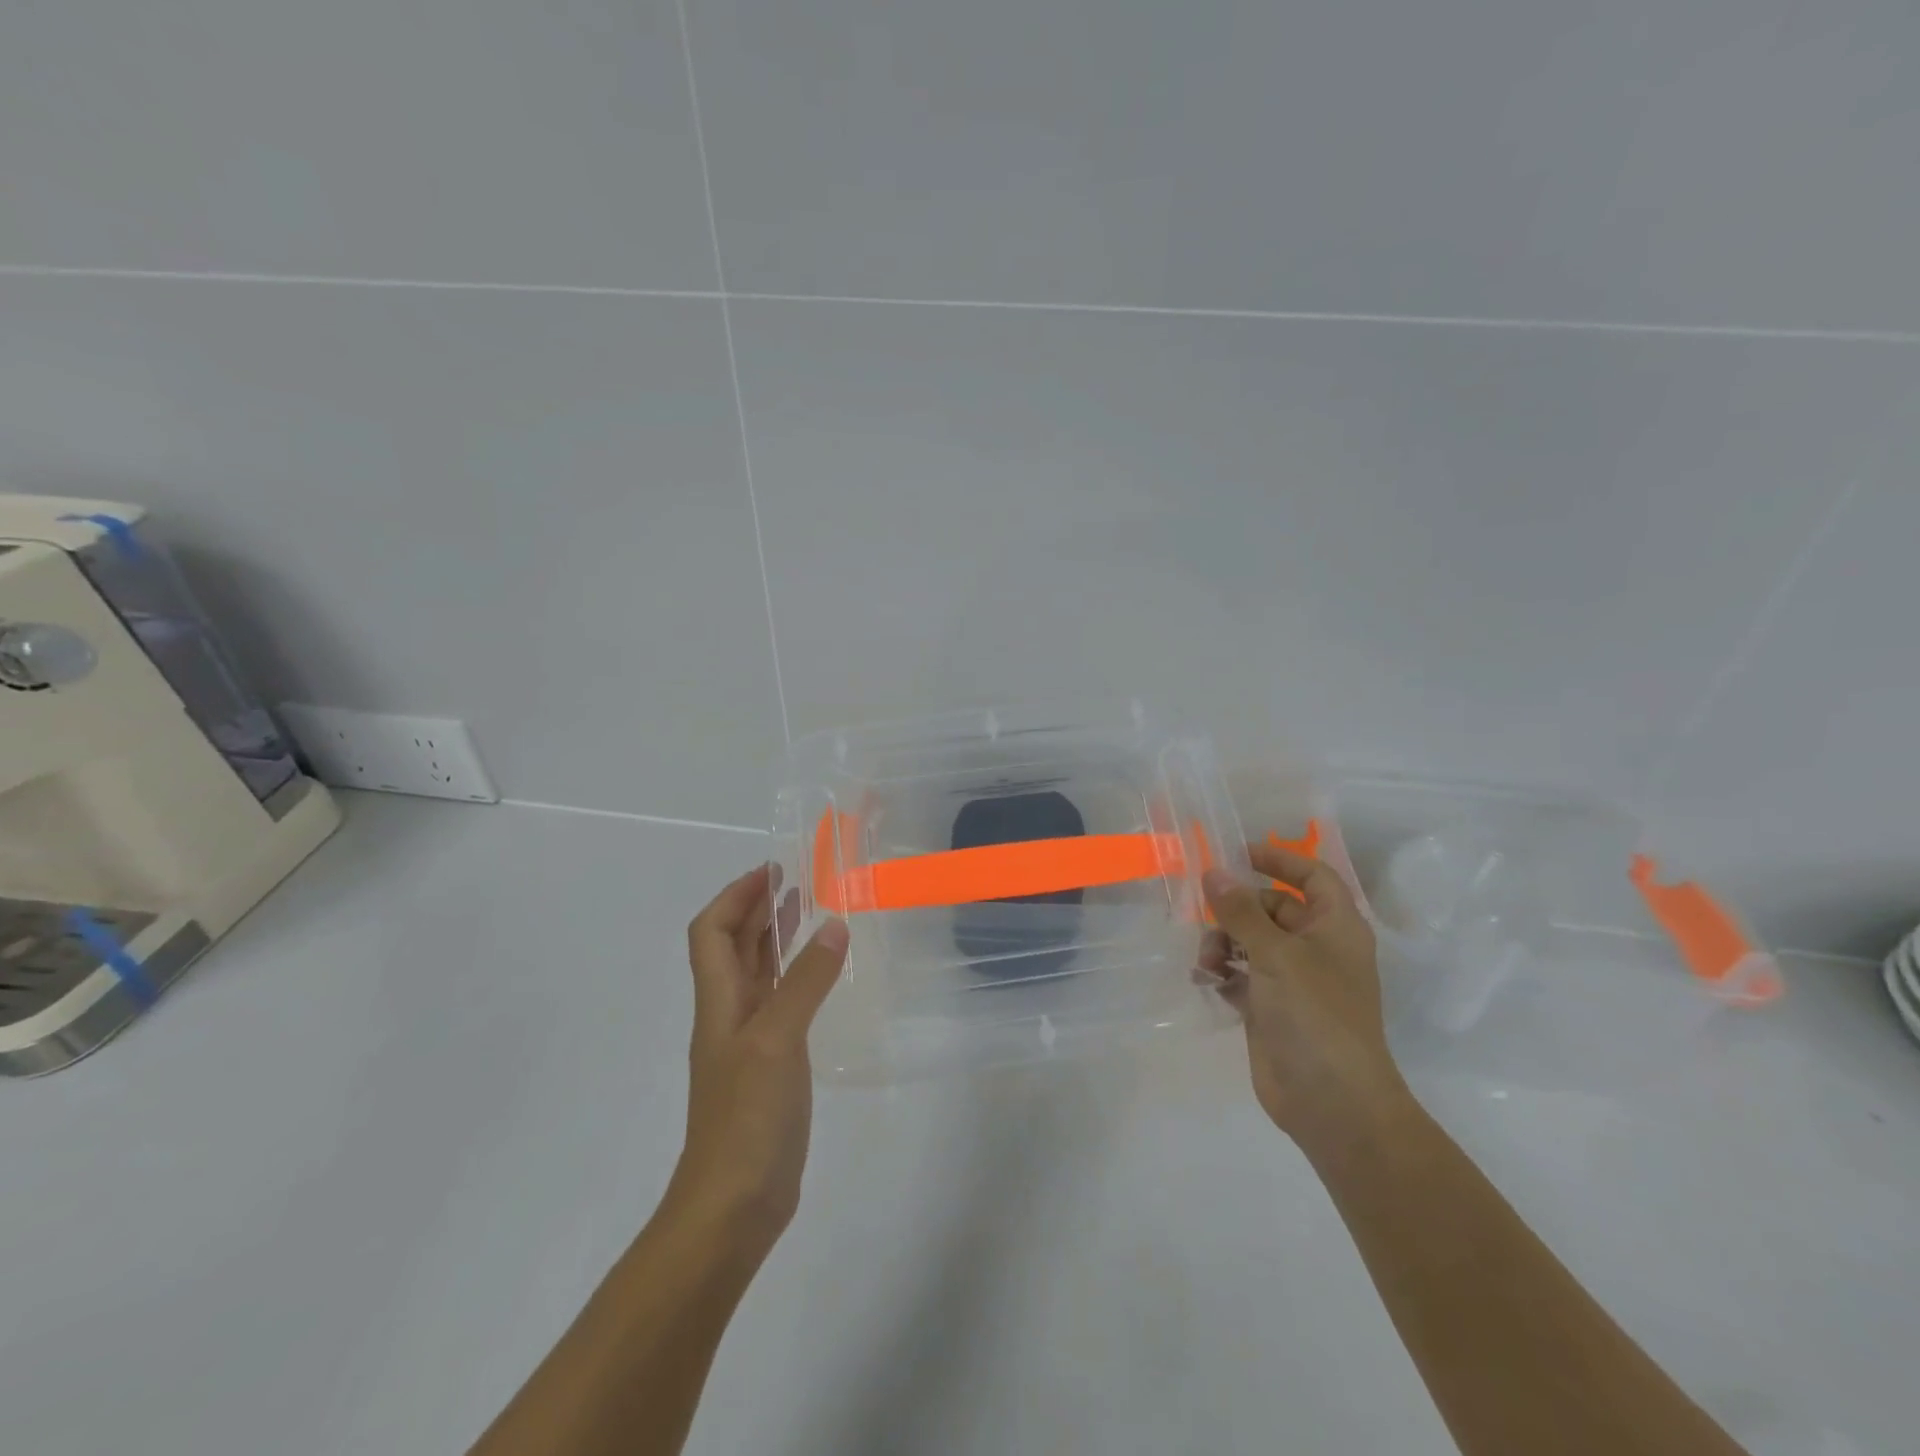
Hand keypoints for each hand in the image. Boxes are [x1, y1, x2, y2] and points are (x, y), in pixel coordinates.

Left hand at [670, 865, 847, 1250]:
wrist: (732, 1207)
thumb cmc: (746, 1118)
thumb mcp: (777, 1040)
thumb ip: (805, 981)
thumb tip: (833, 923)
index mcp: (719, 1002)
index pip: (713, 932)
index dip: (736, 896)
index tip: (771, 870)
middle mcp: (729, 1014)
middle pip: (734, 947)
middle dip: (758, 909)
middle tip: (797, 880)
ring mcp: (750, 1043)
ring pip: (758, 974)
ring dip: (777, 939)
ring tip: (810, 911)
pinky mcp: (771, 1067)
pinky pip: (781, 1004)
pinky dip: (796, 978)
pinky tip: (821, 976)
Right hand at [1198, 844, 1410, 1152]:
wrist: (1331, 1101)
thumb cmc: (1315, 1014)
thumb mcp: (1276, 953)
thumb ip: (1240, 910)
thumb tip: (1213, 872)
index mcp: (1336, 927)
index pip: (1313, 876)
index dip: (1280, 860)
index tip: (1238, 853)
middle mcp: (1317, 948)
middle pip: (1272, 908)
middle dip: (1237, 909)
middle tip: (1206, 914)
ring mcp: (1294, 980)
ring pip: (1251, 941)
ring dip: (1223, 942)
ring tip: (1208, 961)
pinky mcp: (1271, 1008)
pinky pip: (1240, 974)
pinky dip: (1222, 971)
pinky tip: (1204, 978)